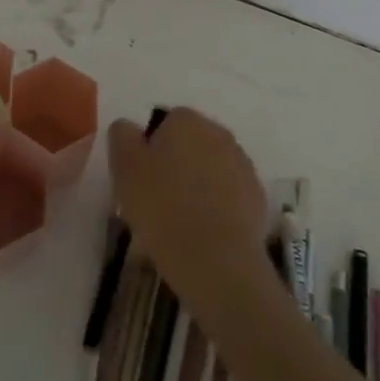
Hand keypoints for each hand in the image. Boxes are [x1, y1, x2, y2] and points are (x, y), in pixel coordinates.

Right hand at [107, 107, 269, 307]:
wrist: (216, 260)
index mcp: (187, 120)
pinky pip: (229, 194)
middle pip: (191, 143)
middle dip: (176, 163)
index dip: (150, 148)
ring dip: (198, 184)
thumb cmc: (163, 207)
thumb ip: (122, 136)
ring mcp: (243, 165)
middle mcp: (219, 133)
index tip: (140, 177)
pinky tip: (204, 231)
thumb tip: (129, 127)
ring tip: (180, 220)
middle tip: (157, 198)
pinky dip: (217, 205)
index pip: (165, 122)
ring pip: (211, 168)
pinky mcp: (257, 198)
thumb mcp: (125, 168)